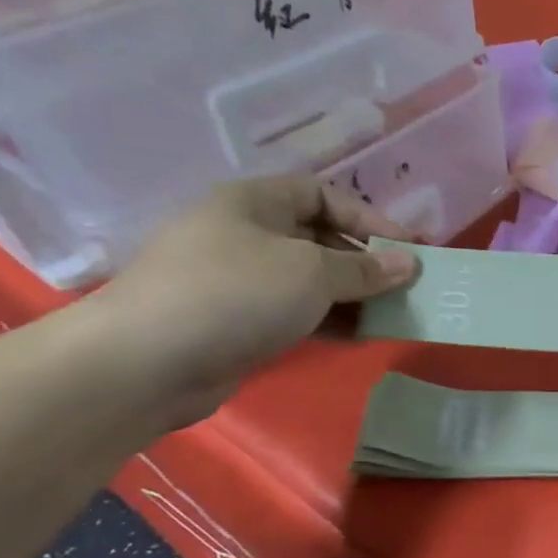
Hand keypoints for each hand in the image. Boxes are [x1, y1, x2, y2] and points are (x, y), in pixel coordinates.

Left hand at [89, 176, 418, 422]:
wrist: (147, 361)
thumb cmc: (236, 294)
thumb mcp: (312, 272)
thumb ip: (365, 269)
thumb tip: (409, 264)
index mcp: (253, 203)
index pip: (323, 195)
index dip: (369, 218)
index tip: (409, 247)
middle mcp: (245, 234)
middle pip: (319, 239)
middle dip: (366, 262)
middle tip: (407, 285)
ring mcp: (238, 280)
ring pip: (310, 280)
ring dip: (354, 296)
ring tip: (394, 314)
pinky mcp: (238, 322)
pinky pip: (296, 312)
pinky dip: (330, 320)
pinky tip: (361, 335)